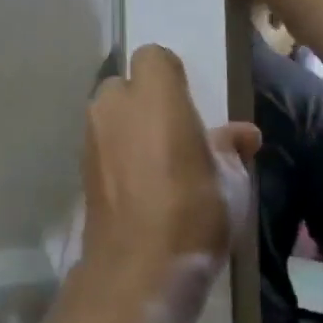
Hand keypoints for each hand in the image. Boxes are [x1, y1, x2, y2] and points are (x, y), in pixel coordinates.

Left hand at [82, 46, 260, 283]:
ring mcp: (91, 134)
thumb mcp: (231, 181)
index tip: (187, 100)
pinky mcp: (80, 164)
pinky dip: (115, 151)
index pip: (152, 56)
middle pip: (125, 84)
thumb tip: (243, 134)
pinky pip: (100, 142)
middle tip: (170, 132)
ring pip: (109, 113)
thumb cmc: (195, 212)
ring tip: (155, 161)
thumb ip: (230, 148)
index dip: (169, 74)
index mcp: (154, 95)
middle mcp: (114, 104)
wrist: (139, 266)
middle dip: (143, 100)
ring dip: (127, 126)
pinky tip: (136, 182)